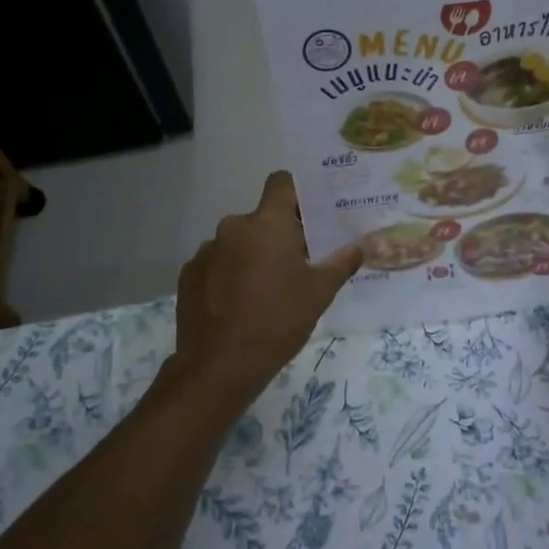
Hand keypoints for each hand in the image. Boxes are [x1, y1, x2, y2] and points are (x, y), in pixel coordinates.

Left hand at [174, 172, 362, 400]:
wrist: (220, 365)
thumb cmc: (278, 321)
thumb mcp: (319, 293)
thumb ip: (341, 263)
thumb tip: (359, 246)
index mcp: (267, 224)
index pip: (281, 183)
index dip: (296, 192)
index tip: (308, 213)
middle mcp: (233, 227)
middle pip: (261, 219)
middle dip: (278, 235)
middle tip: (296, 264)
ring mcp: (207, 250)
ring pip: (238, 243)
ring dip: (252, 256)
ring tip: (264, 290)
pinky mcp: (189, 274)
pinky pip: (216, 264)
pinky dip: (228, 275)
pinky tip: (237, 305)